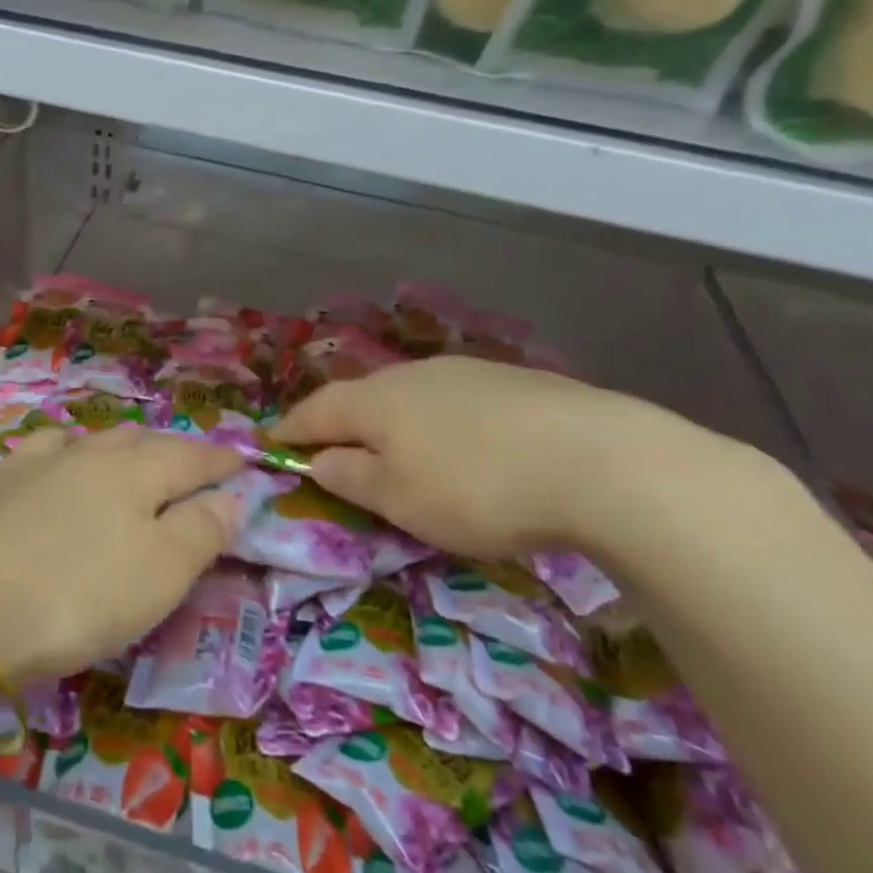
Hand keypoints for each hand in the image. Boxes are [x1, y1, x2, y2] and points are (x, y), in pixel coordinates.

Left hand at [0, 426, 244, 687]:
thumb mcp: (161, 573)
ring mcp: (35, 464)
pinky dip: (63, 455)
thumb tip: (230, 496)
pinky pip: (40, 453)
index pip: (192, 456)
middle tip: (188, 468)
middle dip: (170, 452)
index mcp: (137, 471)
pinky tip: (54, 463)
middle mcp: (88, 454)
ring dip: (116, 449)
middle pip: (141, 442)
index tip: (241, 461)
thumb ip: (202, 530)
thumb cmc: (78, 594)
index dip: (221, 460)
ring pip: (89, 442)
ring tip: (127, 461)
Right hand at [270, 357, 696, 559]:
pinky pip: (455, 401)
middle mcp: (414, 375)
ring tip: (396, 447)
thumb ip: (351, 478)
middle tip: (332, 447)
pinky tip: (462, 444)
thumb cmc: (476, 488)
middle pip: (363, 396)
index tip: (272, 442)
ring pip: (411, 395)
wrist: (600, 460)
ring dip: (393, 420)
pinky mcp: (515, 382)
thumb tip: (319, 460)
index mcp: (377, 401)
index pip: (317, 410)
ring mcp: (468, 373)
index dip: (292, 428)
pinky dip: (440, 422)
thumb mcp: (399, 500)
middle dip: (342, 422)